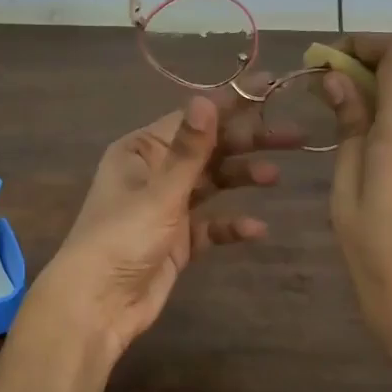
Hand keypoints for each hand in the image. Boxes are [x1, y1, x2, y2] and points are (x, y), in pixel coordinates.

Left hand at [34, 91, 301, 363]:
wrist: (97, 306)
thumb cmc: (122, 239)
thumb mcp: (159, 192)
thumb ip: (189, 149)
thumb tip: (207, 98)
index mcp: (141, 151)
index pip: (193, 118)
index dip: (232, 102)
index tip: (271, 85)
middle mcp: (154, 172)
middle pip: (208, 148)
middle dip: (248, 141)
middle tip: (294, 136)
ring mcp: (166, 207)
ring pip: (212, 183)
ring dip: (242, 177)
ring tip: (274, 176)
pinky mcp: (177, 240)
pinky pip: (210, 225)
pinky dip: (231, 224)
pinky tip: (257, 229)